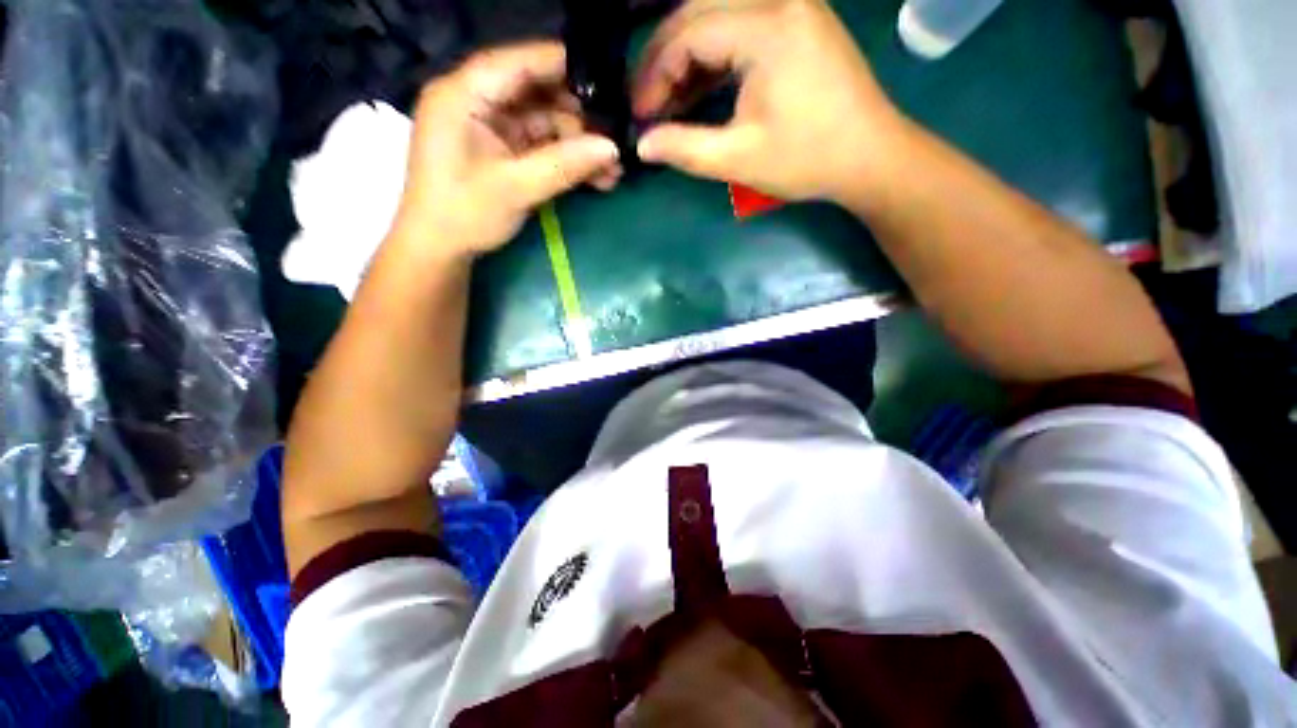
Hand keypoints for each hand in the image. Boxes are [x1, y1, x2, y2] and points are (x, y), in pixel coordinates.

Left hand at [394, 42, 621, 257]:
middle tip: (615, 137)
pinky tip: (596, 177)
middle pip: (536, 93)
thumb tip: (612, 149)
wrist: (440, 250)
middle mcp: (477, 102)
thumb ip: (564, 165)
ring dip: (578, 145)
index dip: (563, 65)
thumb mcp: (516, 189)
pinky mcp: (502, 151)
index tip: (608, 76)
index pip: (518, 63)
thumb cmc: (464, 214)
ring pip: (544, 122)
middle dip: (578, 117)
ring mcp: (491, 127)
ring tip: (612, 169)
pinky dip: (567, 160)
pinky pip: (541, 145)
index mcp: (464, 95)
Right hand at [633, 0, 905, 204]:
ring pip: (717, 14)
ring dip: (686, 54)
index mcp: (767, 27)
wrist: (869, 156)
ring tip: (668, 98)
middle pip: (698, 11)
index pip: (689, 33)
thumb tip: (642, 145)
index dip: (655, 74)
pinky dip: (714, 54)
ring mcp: (793, 5)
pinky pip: (741, 24)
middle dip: (664, 58)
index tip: (640, 114)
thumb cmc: (807, 159)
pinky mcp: (798, 21)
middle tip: (647, 101)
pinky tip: (699, 87)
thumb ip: (685, 149)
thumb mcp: (739, 159)